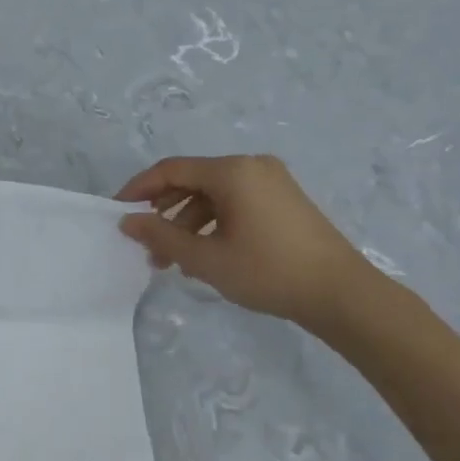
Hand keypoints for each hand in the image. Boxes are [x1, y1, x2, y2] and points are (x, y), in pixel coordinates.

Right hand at [115, 155, 373, 328]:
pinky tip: (205, 254)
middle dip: (164, 213)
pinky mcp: (283, 199)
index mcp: (232, 171)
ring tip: (174, 261)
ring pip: (214, 195)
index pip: (171, 169)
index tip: (118, 213)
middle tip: (147, 247)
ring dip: (188, 223)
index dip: (139, 189)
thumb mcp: (207, 258)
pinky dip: (213, 223)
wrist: (341, 294)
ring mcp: (271, 181)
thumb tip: (127, 221)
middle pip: (192, 181)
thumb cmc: (268, 272)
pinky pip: (235, 202)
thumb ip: (162, 236)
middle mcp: (251, 166)